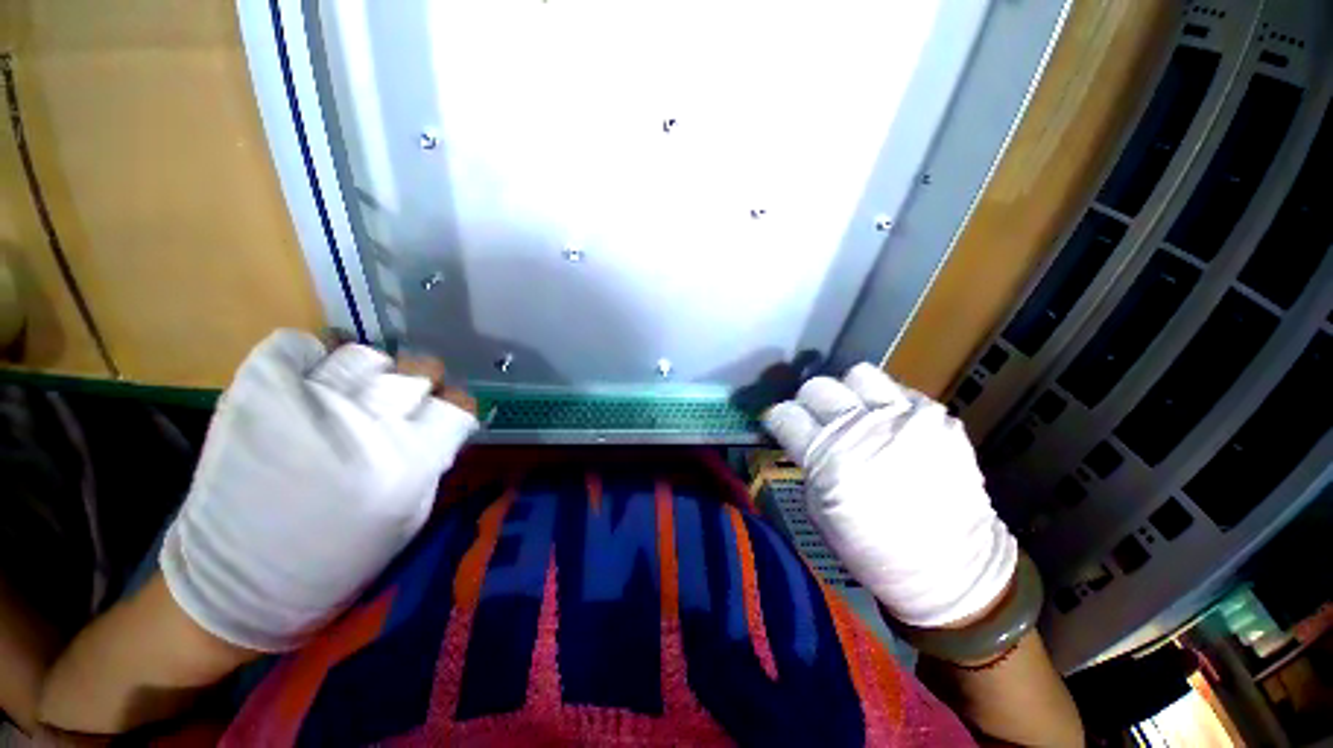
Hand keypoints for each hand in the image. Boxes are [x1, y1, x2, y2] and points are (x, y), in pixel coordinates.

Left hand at [159, 330, 478, 650]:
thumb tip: (437, 421)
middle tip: (400, 399)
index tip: (442, 411)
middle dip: (419, 380)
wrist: (240, 579)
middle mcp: (368, 426)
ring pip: (363, 355)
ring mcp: (309, 405)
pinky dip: (305, 357)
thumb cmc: (340, 557)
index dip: (454, 403)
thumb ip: (430, 459)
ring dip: (366, 371)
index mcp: (409, 461)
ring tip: (350, 392)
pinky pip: (295, 348)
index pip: (457, 403)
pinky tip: (308, 379)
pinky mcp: (256, 396)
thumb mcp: (409, 515)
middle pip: (419, 369)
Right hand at [763, 364, 1015, 628]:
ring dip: (851, 393)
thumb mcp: (819, 508)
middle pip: (817, 387)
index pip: (784, 414)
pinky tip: (891, 427)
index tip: (783, 425)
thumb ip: (808, 461)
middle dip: (810, 402)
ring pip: (859, 375)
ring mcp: (904, 419)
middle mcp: (863, 431)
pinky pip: (899, 392)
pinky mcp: (939, 418)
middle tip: (818, 419)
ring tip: (858, 413)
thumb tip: (800, 433)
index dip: (779, 418)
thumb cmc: (872, 547)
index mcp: (828, 459)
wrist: (952, 566)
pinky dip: (888, 406)